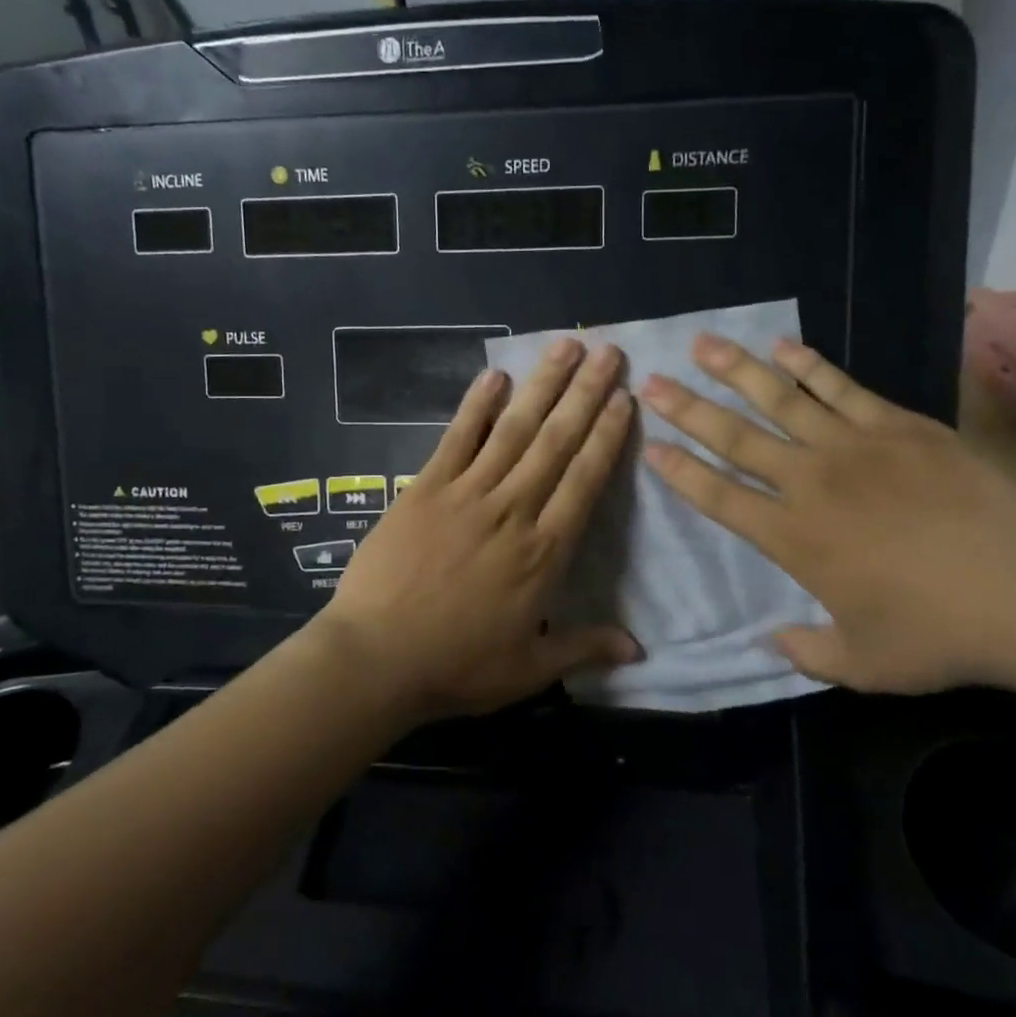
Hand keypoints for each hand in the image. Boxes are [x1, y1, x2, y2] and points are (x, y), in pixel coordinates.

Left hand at [315, 339, 641, 720]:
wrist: (375, 659)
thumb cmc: (456, 666)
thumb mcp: (528, 669)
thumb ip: (584, 648)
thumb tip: (640, 649)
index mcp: (543, 552)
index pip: (585, 481)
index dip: (607, 437)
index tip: (625, 399)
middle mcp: (512, 510)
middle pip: (556, 442)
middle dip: (586, 394)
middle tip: (610, 352)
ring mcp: (466, 494)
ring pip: (513, 430)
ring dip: (542, 385)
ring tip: (566, 347)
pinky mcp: (425, 489)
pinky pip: (456, 438)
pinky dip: (476, 406)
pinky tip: (494, 375)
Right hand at [638, 334, 1015, 695]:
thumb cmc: (940, 635)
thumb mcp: (864, 664)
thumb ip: (807, 653)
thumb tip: (770, 640)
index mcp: (794, 538)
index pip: (719, 497)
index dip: (681, 472)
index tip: (652, 447)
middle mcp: (812, 482)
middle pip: (736, 437)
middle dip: (689, 409)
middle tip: (653, 380)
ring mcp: (857, 446)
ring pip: (781, 399)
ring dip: (737, 370)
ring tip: (703, 343)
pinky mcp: (901, 426)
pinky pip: (841, 388)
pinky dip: (808, 366)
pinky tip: (783, 347)